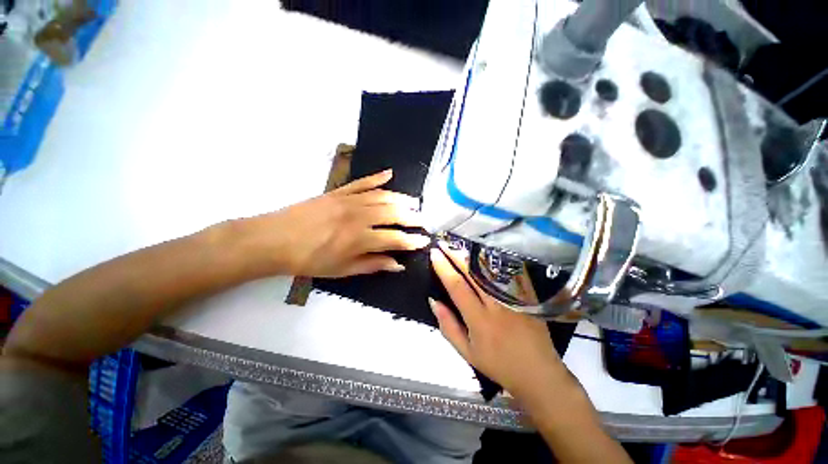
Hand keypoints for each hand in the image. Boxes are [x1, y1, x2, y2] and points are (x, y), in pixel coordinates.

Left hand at [240, 169, 429, 277]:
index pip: (395, 238)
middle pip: (393, 214)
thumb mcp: (342, 270)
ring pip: (382, 196)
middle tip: (423, 220)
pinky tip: (389, 174)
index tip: (424, 241)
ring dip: (401, 199)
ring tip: (414, 202)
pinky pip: (362, 182)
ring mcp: (348, 200)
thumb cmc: (309, 260)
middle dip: (412, 217)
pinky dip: (377, 177)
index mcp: (359, 239)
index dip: (412, 241)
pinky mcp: (338, 191)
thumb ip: (372, 264)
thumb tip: (397, 264)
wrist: (274, 239)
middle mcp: (359, 216)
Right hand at [429, 242, 568, 397]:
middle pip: (473, 272)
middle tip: (444, 242)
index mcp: (479, 320)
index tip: (434, 254)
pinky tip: (486, 251)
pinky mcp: (527, 296)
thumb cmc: (498, 365)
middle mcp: (496, 304)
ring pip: (491, 269)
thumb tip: (434, 301)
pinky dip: (496, 260)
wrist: (538, 373)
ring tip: (460, 243)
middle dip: (456, 255)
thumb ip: (448, 326)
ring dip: (473, 254)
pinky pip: (510, 273)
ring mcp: (514, 298)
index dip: (444, 268)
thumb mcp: (467, 352)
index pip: (457, 286)